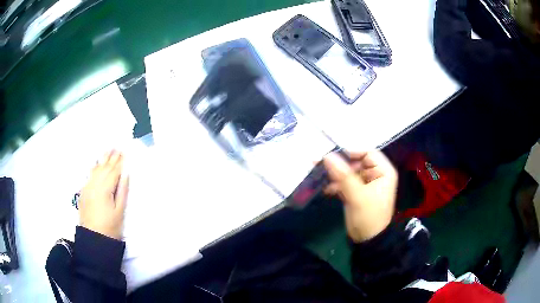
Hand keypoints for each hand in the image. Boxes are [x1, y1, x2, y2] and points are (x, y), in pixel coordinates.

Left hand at [79, 150, 128, 239]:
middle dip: (111, 158)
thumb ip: (123, 190)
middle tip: (117, 148)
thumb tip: (125, 174)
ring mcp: (87, 187)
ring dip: (102, 160)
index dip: (119, 162)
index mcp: (105, 188)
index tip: (124, 153)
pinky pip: (89, 175)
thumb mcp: (120, 211)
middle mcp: (94, 184)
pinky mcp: (84, 192)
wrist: (93, 239)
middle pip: (104, 167)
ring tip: (108, 151)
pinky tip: (96, 164)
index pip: (114, 171)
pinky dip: (94, 167)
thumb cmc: (110, 227)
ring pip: (95, 169)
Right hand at [323, 150, 397, 242]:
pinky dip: (336, 185)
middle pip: (356, 162)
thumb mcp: (357, 195)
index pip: (368, 153)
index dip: (351, 152)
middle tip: (319, 164)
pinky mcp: (357, 193)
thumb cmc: (369, 217)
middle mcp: (376, 174)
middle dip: (339, 164)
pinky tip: (327, 189)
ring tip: (319, 175)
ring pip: (349, 172)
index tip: (332, 155)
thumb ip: (342, 175)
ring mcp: (366, 184)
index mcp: (383, 171)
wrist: (368, 241)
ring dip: (335, 175)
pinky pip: (346, 183)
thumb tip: (327, 156)